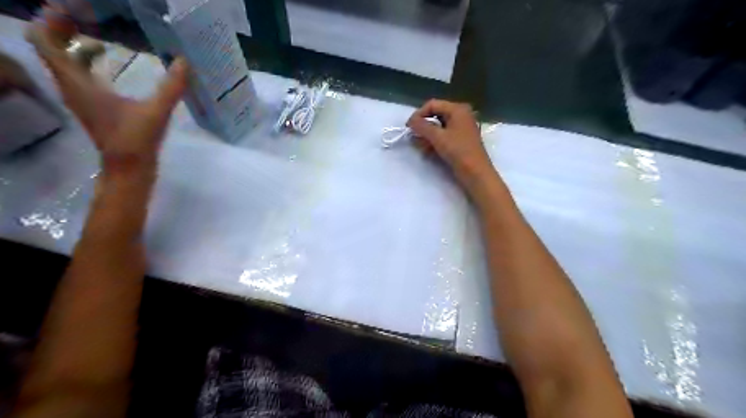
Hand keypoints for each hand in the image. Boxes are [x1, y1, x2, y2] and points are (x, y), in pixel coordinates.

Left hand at [24, 6, 188, 177]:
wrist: (128, 168)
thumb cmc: (135, 140)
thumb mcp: (156, 112)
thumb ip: (171, 87)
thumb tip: (184, 62)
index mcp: (77, 83)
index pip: (44, 40)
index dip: (52, 20)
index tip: (75, 10)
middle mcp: (71, 86)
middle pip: (50, 46)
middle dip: (62, 26)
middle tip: (86, 14)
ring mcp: (80, 96)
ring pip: (63, 60)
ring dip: (73, 42)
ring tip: (96, 30)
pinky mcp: (92, 104)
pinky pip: (77, 72)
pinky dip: (85, 60)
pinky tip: (107, 59)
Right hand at [407, 101, 493, 190]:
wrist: (476, 172)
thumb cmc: (458, 151)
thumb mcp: (437, 137)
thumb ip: (422, 126)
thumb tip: (410, 121)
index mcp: (457, 109)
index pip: (432, 105)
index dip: (418, 114)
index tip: (408, 128)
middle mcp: (460, 115)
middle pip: (435, 115)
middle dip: (423, 127)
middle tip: (414, 138)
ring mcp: (461, 128)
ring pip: (438, 127)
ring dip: (428, 136)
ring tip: (421, 147)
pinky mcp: (460, 140)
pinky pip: (444, 136)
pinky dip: (435, 141)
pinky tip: (428, 152)